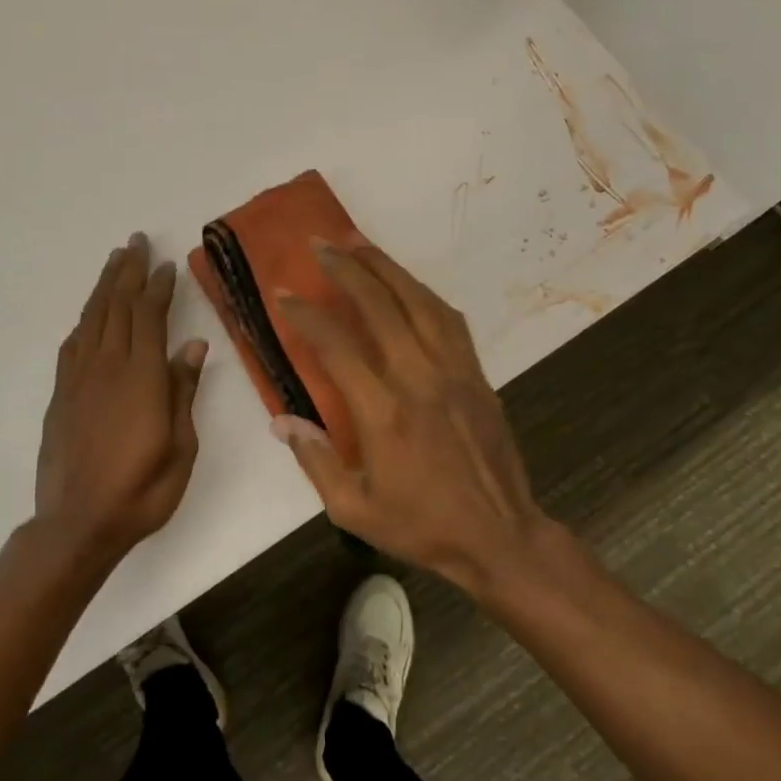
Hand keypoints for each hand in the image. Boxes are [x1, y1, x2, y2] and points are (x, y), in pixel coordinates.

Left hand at [35, 233, 208, 554]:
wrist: (78, 523)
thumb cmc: (142, 490)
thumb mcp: (180, 446)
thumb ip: (183, 391)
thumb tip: (193, 345)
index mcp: (141, 377)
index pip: (149, 317)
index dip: (158, 287)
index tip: (166, 264)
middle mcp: (107, 367)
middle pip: (117, 307)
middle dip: (129, 272)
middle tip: (136, 242)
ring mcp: (79, 379)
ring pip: (92, 319)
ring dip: (104, 286)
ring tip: (114, 260)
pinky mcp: (61, 395)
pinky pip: (73, 345)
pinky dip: (84, 321)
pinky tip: (90, 314)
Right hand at [272, 242, 547, 594]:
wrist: (500, 537)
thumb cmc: (422, 527)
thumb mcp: (354, 510)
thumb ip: (315, 461)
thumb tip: (281, 420)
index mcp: (384, 413)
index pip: (337, 347)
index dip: (307, 315)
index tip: (284, 294)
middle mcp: (420, 379)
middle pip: (381, 306)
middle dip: (347, 269)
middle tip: (320, 243)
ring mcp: (454, 372)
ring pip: (420, 302)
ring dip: (387, 267)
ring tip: (360, 243)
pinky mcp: (477, 376)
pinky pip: (450, 321)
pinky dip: (424, 294)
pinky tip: (408, 285)